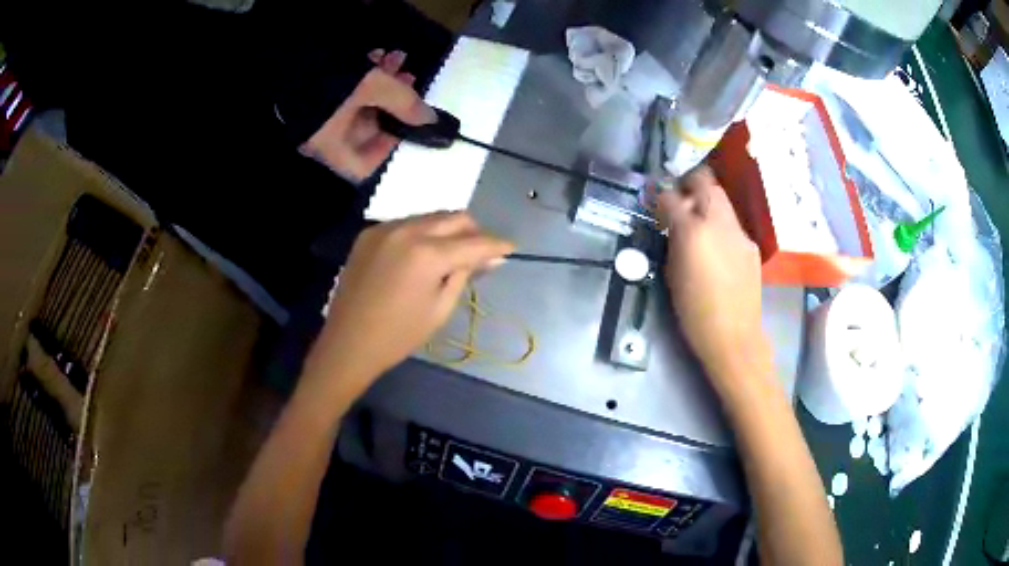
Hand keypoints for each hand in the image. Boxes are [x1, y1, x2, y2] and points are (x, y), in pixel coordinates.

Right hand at [299, 53, 432, 180]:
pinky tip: (379, 54)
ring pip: (359, 104)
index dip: (388, 150)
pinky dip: (366, 75)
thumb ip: (404, 103)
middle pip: (366, 129)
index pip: (363, 167)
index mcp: (332, 146)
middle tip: (410, 79)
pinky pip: (346, 91)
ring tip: (399, 59)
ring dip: (384, 83)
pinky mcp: (316, 94)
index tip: (407, 127)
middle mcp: (324, 136)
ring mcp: (319, 115)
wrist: (289, 49)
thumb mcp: (374, 87)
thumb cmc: (332, 78)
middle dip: (393, 103)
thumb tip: (430, 120)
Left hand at [306, 212, 514, 389]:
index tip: (511, 248)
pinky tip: (421, 255)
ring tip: (452, 254)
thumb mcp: (440, 309)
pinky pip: (406, 224)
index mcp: (427, 254)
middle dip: (473, 231)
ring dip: (447, 230)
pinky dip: (422, 234)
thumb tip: (492, 257)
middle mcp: (407, 230)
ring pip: (429, 217)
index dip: (496, 245)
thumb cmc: (398, 335)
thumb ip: (466, 274)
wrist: (348, 342)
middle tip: (481, 252)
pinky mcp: (369, 233)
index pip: (474, 241)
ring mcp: (385, 228)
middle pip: (453, 217)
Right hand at [657, 167, 768, 383]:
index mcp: (692, 231)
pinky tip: (716, 244)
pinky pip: (732, 222)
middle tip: (678, 199)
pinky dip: (720, 223)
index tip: (656, 203)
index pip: (671, 197)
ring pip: (721, 198)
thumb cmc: (694, 312)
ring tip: (697, 219)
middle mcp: (718, 222)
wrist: (734, 336)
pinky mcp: (751, 244)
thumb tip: (671, 224)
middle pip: (704, 182)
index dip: (660, 196)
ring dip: (706, 200)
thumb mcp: (672, 274)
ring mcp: (739, 232)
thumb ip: (673, 241)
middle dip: (688, 184)